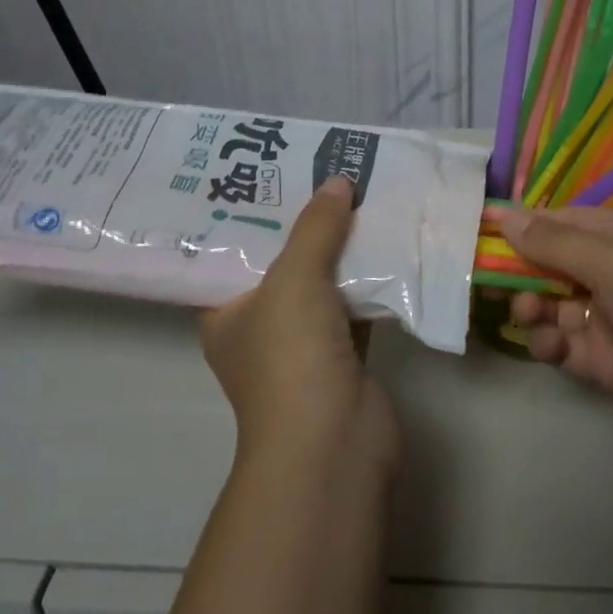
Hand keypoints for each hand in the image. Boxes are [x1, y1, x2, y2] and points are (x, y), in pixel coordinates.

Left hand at [201, 176, 398, 471]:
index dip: (249, 212)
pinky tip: (388, 239)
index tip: (271, 171)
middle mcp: (259, 324)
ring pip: (322, 280)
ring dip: (342, 247)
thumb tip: (338, 181)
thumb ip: (315, 228)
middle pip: (281, 261)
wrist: (334, 442)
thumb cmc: (290, 356)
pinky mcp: (344, 352)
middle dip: (304, 221)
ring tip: (358, 192)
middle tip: (323, 172)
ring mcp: (304, 341)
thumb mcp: (294, 280)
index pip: (229, 251)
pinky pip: (355, 302)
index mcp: (224, 310)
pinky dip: (369, 276)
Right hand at [486, 205, 612, 447]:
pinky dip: (547, 341)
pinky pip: (559, 342)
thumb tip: (504, 213)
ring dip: (530, 305)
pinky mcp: (600, 358)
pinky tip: (551, 344)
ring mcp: (604, 316)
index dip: (520, 222)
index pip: (559, 221)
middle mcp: (610, 272)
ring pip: (548, 303)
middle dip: (517, 269)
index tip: (476, 224)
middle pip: (547, 262)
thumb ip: (554, 241)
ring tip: (530, 313)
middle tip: (484, 279)